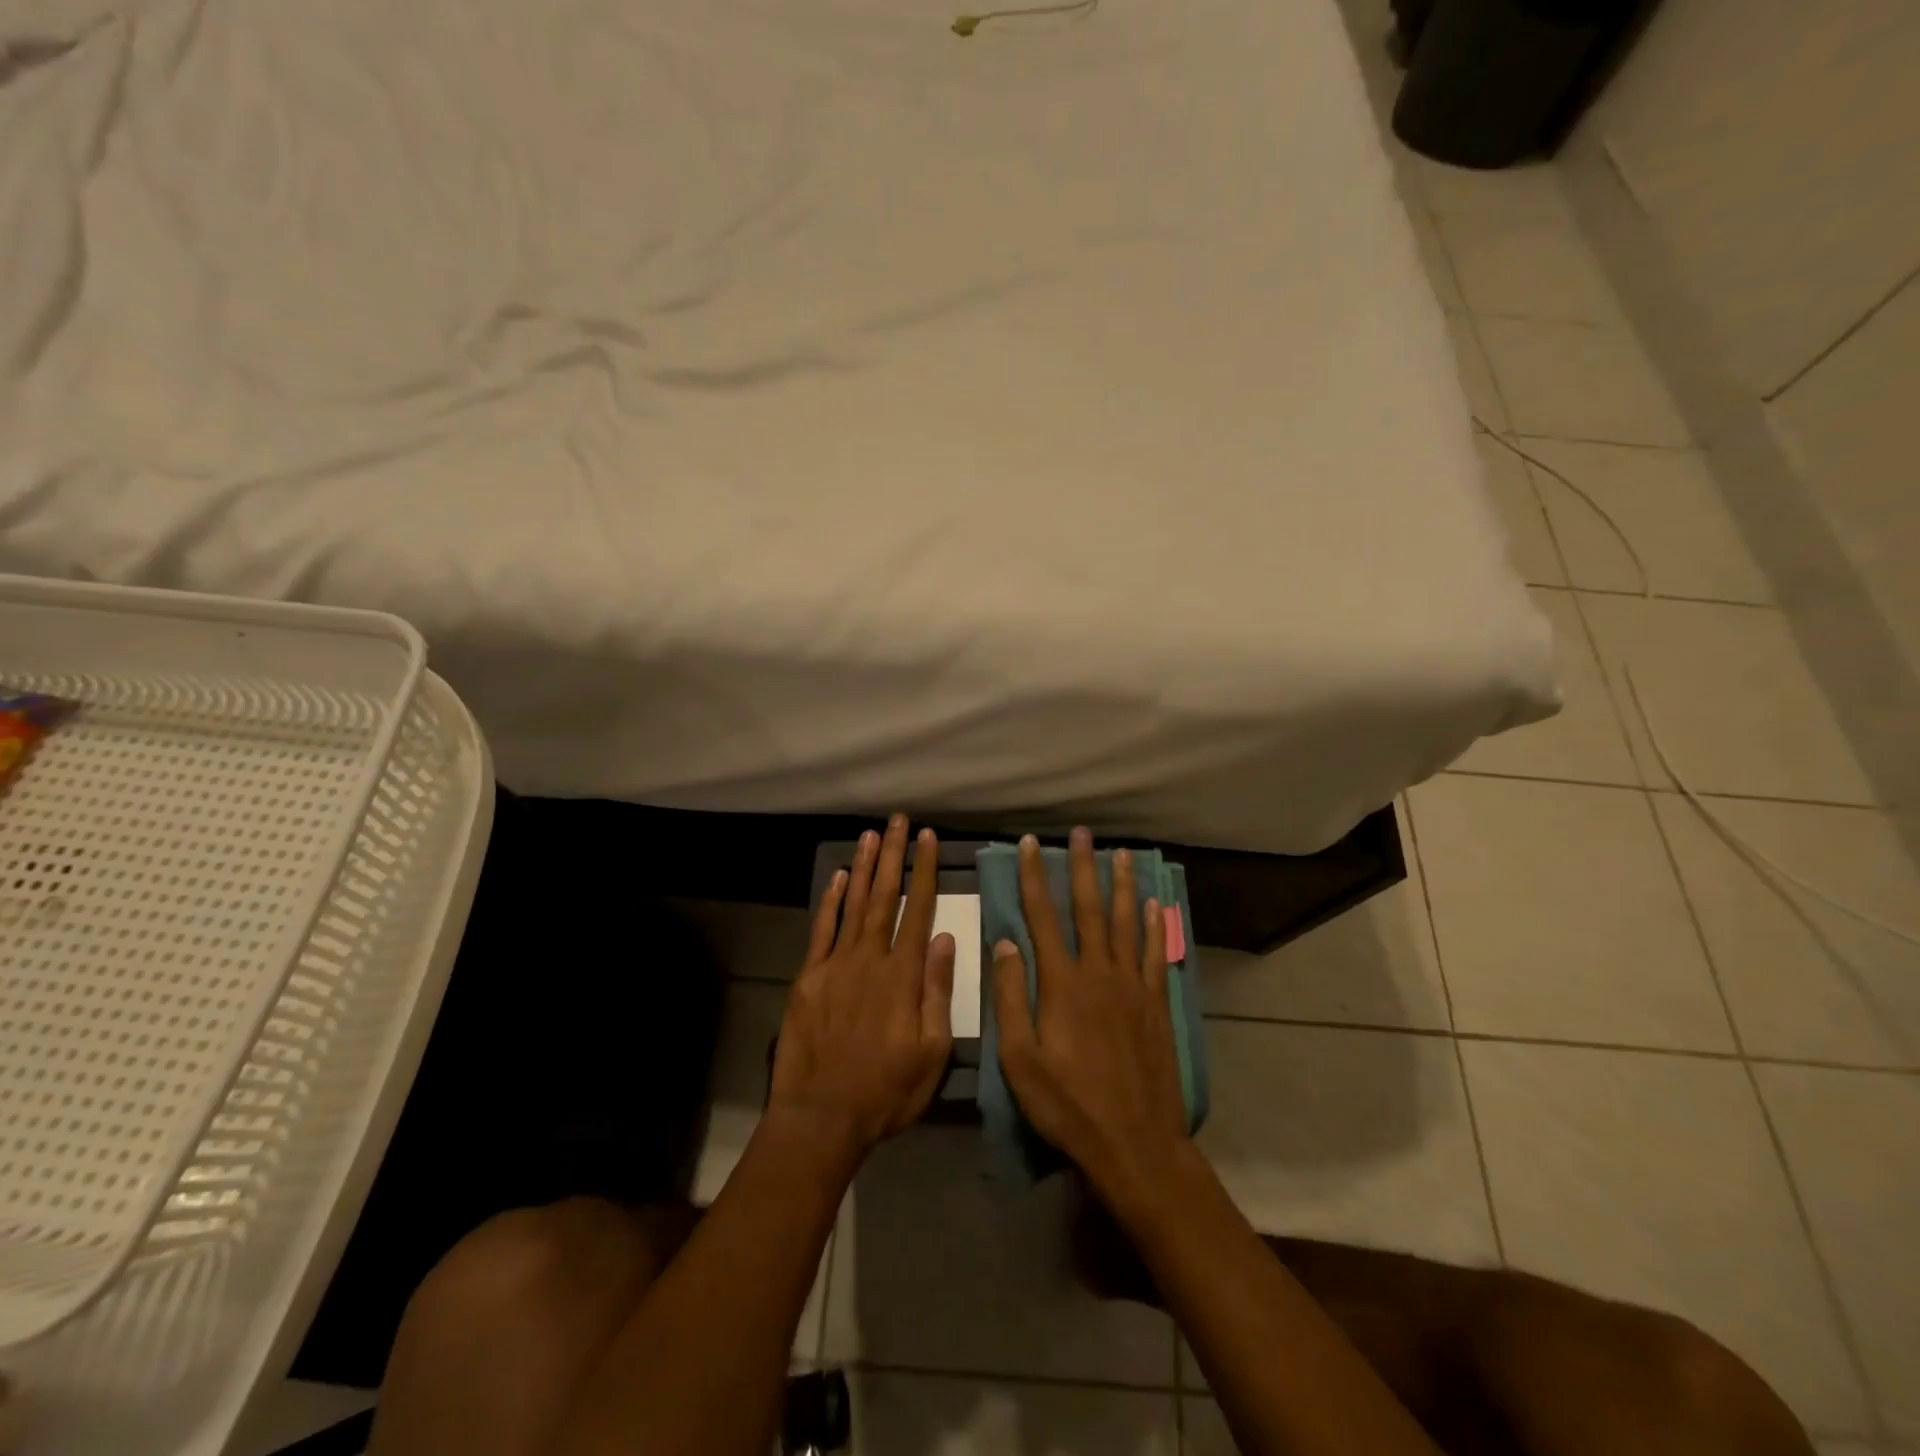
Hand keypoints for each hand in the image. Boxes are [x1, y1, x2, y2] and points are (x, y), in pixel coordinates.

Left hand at [770, 815, 955, 1160]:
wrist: (822, 1116)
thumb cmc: (887, 1090)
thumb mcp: (932, 1051)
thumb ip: (938, 991)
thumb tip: (945, 938)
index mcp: (903, 975)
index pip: (918, 910)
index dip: (925, 871)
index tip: (929, 839)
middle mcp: (870, 959)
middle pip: (884, 896)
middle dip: (894, 855)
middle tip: (899, 821)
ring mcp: (836, 965)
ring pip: (854, 904)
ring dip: (865, 867)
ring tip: (873, 835)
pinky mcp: (809, 977)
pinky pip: (822, 930)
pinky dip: (831, 901)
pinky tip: (839, 877)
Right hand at [992, 828, 1190, 1201]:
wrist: (1134, 1142)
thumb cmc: (1068, 1103)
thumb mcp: (1020, 1059)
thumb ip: (1011, 997)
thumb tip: (1005, 943)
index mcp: (1062, 983)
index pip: (1043, 918)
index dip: (1035, 878)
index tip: (1031, 845)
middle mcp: (1098, 972)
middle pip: (1089, 909)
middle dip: (1083, 868)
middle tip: (1082, 833)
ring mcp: (1132, 986)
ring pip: (1126, 923)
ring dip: (1122, 886)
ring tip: (1121, 854)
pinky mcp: (1156, 1003)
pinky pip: (1155, 954)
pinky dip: (1154, 927)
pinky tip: (1154, 906)